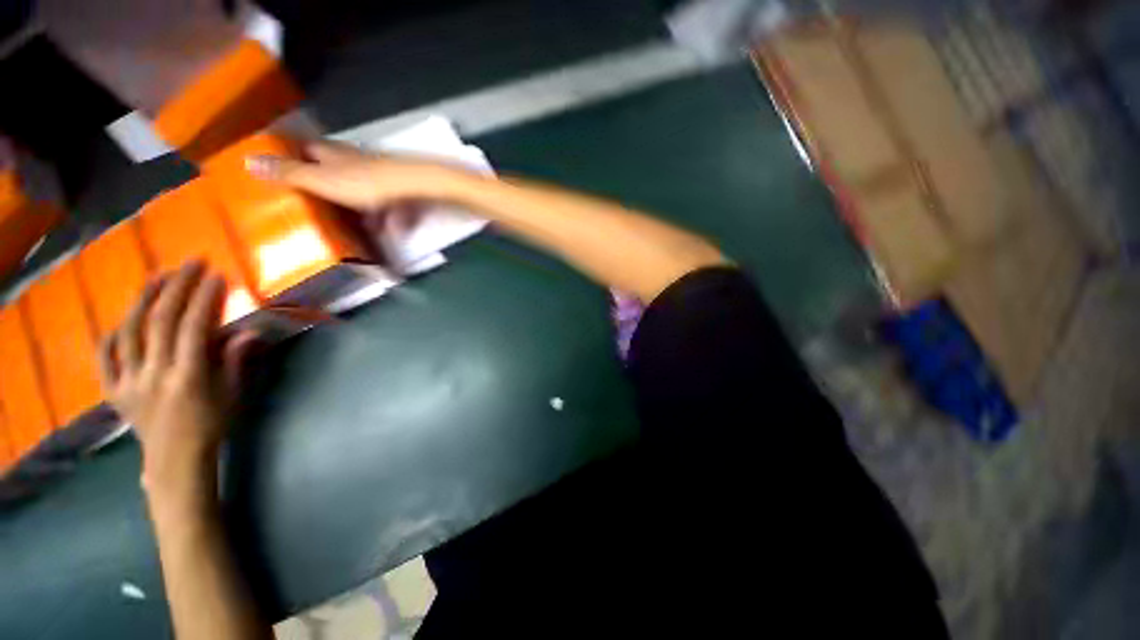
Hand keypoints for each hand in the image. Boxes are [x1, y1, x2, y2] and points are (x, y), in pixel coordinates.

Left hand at [98, 261, 257, 499]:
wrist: (175, 460)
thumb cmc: (212, 425)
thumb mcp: (233, 394)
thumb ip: (236, 361)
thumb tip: (249, 331)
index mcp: (187, 377)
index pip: (194, 328)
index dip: (205, 299)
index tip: (216, 276)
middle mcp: (153, 374)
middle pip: (160, 321)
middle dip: (177, 287)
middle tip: (191, 264)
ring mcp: (128, 382)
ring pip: (130, 331)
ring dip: (144, 299)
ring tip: (158, 277)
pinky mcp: (112, 390)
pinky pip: (105, 356)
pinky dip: (113, 334)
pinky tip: (124, 318)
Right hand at [244, 140, 473, 212]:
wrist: (417, 187)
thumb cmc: (367, 184)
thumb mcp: (322, 181)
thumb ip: (290, 173)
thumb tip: (247, 159)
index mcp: (332, 153)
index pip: (303, 148)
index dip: (289, 156)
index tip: (277, 171)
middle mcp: (356, 159)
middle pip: (334, 168)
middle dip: (322, 184)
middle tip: (312, 203)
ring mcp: (380, 174)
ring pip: (362, 189)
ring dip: (355, 203)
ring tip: (347, 225)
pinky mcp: (400, 190)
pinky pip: (388, 205)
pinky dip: (384, 216)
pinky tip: (385, 230)